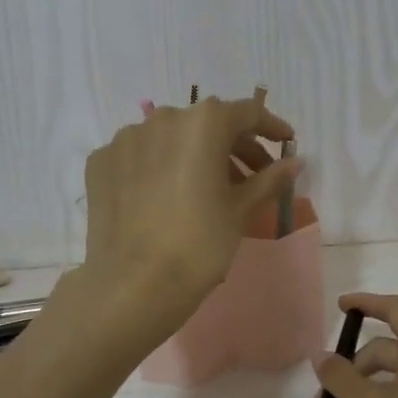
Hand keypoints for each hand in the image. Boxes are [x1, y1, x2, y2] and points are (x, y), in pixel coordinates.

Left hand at [82, 94, 299, 336]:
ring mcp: (125, 139)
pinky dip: (161, 168)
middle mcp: (162, 119)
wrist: (135, 285)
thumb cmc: (200, 244)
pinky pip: (141, 156)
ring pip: (171, 138)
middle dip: (235, 146)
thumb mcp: (241, 210)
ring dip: (196, 155)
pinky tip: (169, 197)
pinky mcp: (101, 163)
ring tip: (210, 189)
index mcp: (202, 124)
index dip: (271, 127)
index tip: (286, 144)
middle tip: (254, 177)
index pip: (247, 112)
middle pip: (207, 124)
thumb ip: (270, 179)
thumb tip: (296, 162)